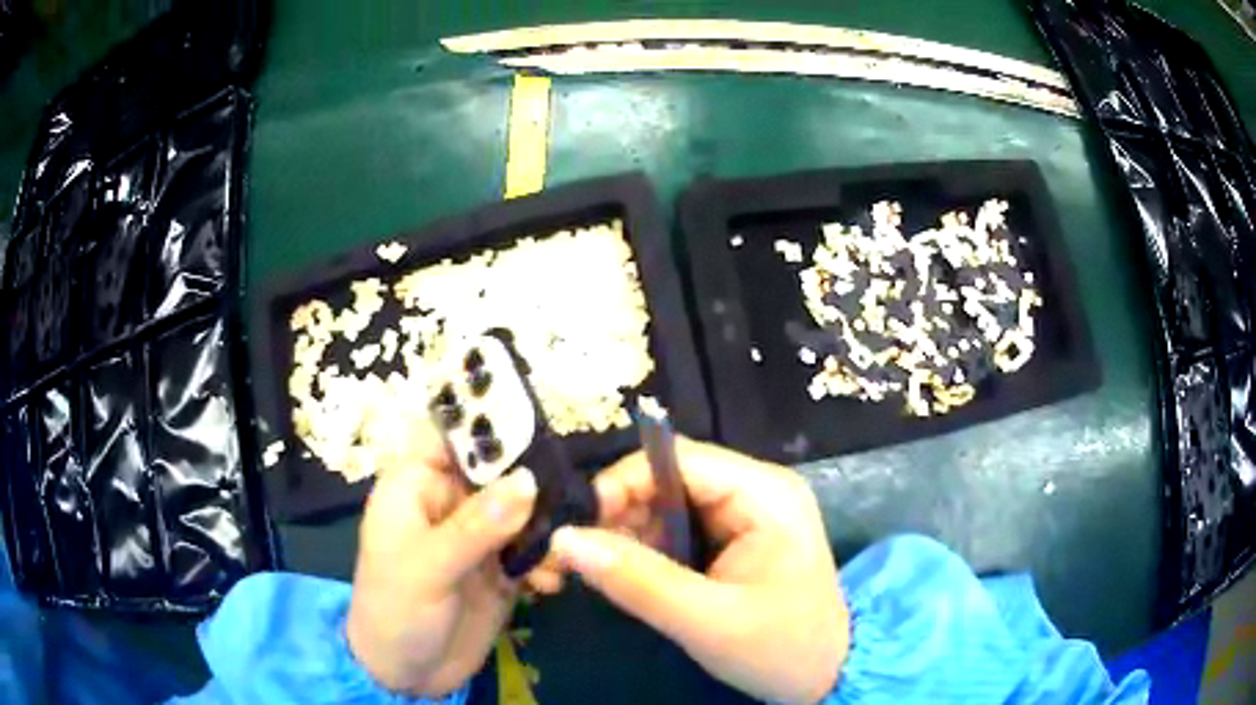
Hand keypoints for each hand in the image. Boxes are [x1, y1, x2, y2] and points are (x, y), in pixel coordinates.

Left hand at [346, 421, 537, 695]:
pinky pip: (532, 549)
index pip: (447, 433)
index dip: (481, 418)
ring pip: (522, 508)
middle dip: (532, 477)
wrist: (407, 675)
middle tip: (567, 494)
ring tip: (560, 552)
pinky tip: (550, 583)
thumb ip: (476, 526)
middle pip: (496, 468)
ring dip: (546, 526)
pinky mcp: (500, 568)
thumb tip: (528, 480)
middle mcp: (449, 502)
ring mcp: (478, 536)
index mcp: (416, 486)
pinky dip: (547, 560)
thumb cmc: (395, 611)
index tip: (530, 416)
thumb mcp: (427, 567)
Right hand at [549, 438, 848, 703]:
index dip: (621, 483)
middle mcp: (756, 490)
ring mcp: (747, 513)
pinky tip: (628, 576)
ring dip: (628, 534)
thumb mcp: (705, 621)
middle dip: (620, 513)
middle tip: (578, 556)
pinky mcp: (736, 538)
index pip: (678, 459)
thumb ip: (635, 580)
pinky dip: (647, 549)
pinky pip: (678, 528)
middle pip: (669, 478)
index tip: (579, 526)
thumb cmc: (779, 649)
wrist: (826, 676)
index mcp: (764, 494)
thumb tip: (563, 539)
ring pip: (667, 504)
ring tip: (597, 571)